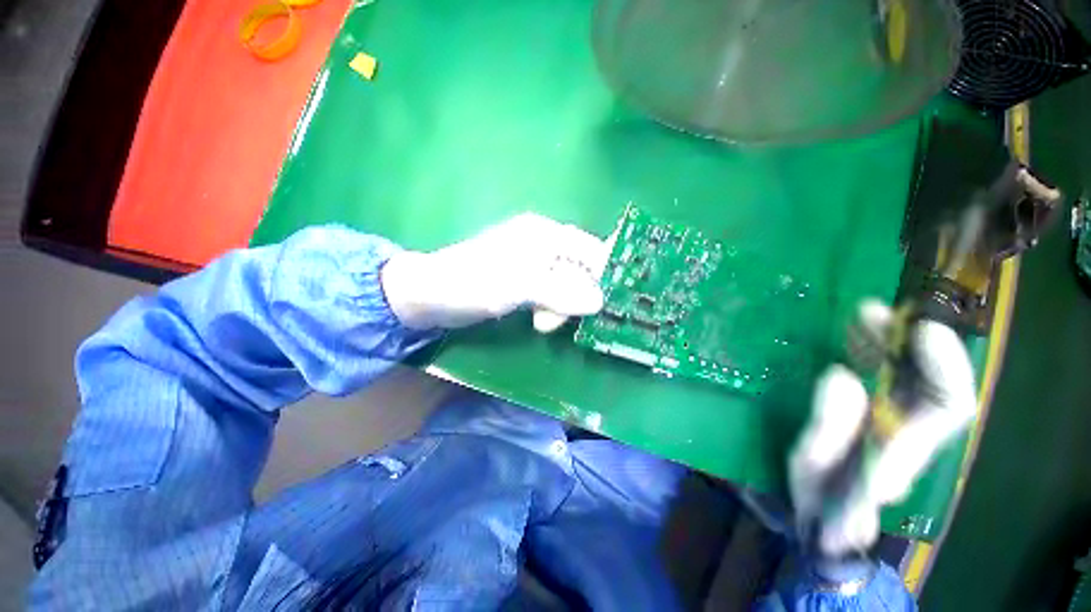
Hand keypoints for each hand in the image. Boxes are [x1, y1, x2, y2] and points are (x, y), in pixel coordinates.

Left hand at [381, 213, 612, 330]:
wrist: (432, 295)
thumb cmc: (473, 283)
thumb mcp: (519, 287)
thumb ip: (560, 293)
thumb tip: (599, 302)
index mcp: (544, 235)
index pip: (589, 248)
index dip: (605, 271)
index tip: (614, 299)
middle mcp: (543, 244)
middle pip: (580, 269)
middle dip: (577, 296)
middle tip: (561, 318)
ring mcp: (534, 264)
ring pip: (566, 285)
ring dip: (561, 306)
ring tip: (541, 323)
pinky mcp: (525, 281)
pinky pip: (552, 294)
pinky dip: (551, 308)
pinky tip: (537, 319)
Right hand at [789, 300, 976, 555]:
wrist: (824, 514)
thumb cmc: (818, 494)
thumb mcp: (811, 466)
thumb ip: (829, 428)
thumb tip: (842, 374)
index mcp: (905, 449)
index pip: (947, 408)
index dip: (943, 368)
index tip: (920, 330)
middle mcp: (913, 432)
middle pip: (938, 384)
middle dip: (914, 343)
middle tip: (873, 312)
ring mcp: (899, 422)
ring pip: (915, 376)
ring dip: (894, 340)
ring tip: (863, 313)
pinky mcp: (880, 414)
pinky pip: (890, 376)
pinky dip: (878, 350)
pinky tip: (857, 333)